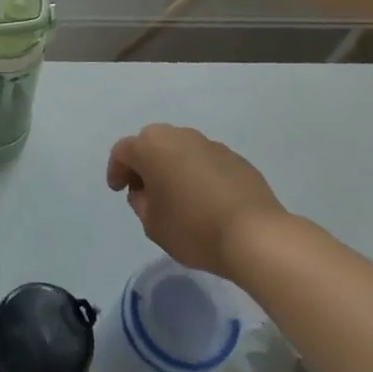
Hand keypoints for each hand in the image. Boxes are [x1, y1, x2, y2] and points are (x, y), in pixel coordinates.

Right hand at [106, 124, 286, 277]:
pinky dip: (198, 172)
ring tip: (178, 194)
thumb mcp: (152, 224)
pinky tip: (206, 198)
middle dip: (144, 162)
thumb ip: (140, 202)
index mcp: (152, 148)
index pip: (123, 151)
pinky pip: (205, 159)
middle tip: (145, 189)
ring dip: (172, 164)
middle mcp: (179, 136)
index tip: (118, 190)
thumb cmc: (194, 229)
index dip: (116, 170)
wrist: (256, 235)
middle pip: (151, 141)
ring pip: (180, 148)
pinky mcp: (235, 157)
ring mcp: (210, 144)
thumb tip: (146, 191)